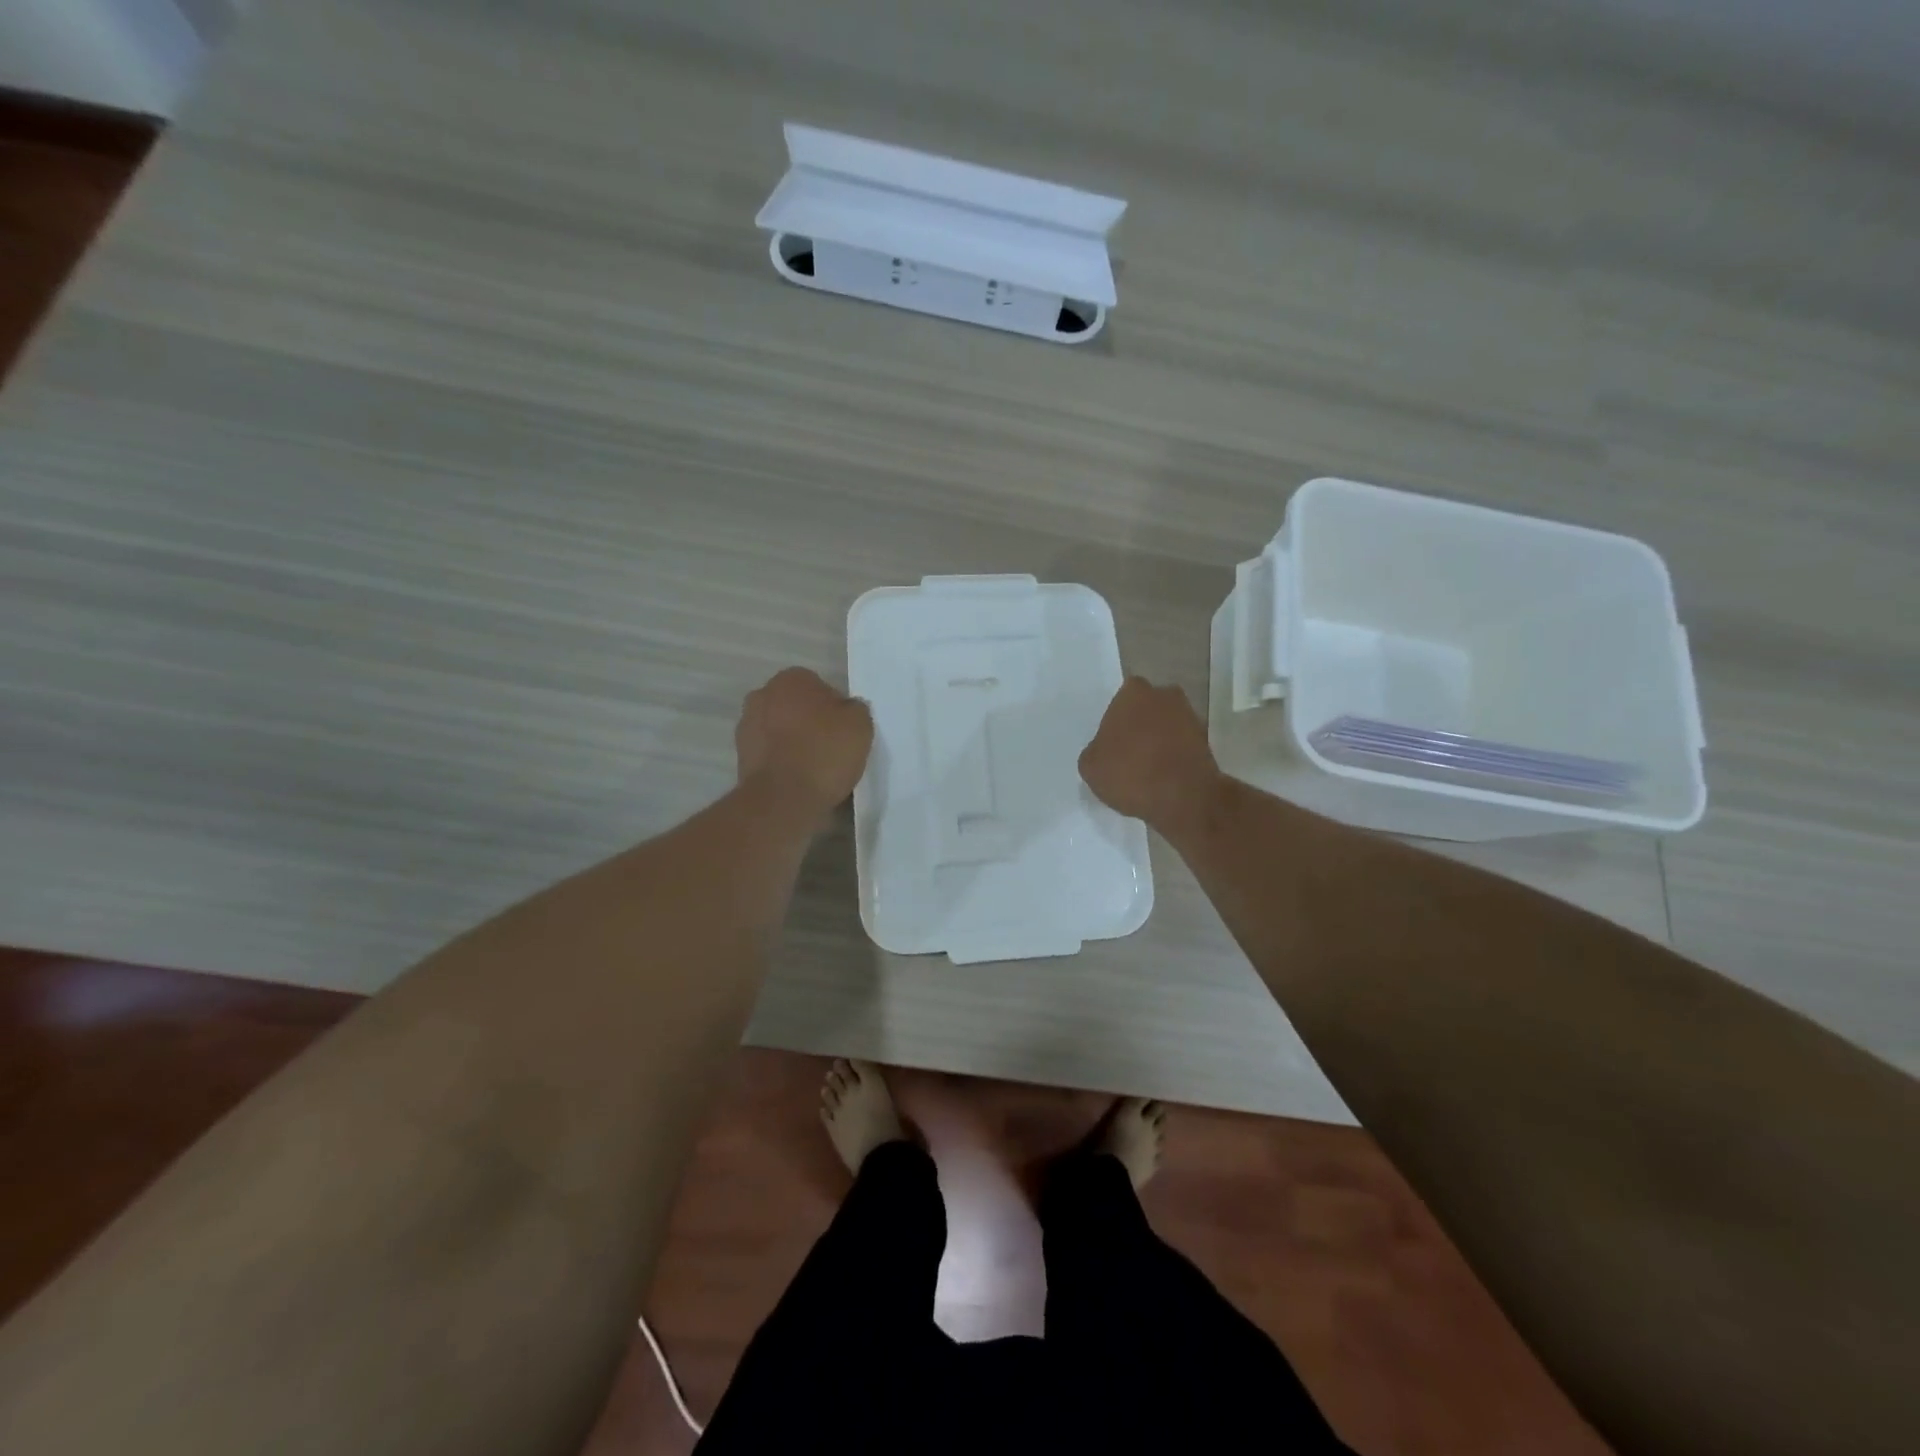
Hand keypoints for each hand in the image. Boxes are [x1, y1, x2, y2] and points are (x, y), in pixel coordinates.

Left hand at [736, 668, 873, 825]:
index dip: (836, 709)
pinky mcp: (741, 758)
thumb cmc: (824, 752)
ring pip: (781, 731)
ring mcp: (746, 727)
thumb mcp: (860, 723)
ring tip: (818, 769)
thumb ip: (855, 709)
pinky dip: (784, 763)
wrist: (783, 799)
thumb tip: (846, 711)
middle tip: (833, 748)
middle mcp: (762, 695)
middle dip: (811, 723)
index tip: (845, 731)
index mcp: (790, 679)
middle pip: (796, 708)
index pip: (820, 687)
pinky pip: (772, 755)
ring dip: (795, 744)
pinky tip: (801, 781)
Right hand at [1079, 676, 1222, 836]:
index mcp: (1133, 692)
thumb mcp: (1090, 767)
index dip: (1115, 722)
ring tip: (1146, 771)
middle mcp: (1165, 695)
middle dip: (1139, 727)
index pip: (1120, 700)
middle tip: (1128, 755)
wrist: (1185, 798)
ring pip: (1166, 726)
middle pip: (1146, 710)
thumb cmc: (1130, 773)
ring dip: (1158, 742)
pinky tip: (1163, 779)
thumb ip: (1095, 750)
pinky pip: (1181, 746)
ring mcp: (1190, 717)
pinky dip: (1174, 757)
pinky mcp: (1207, 741)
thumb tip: (1104, 751)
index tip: (1111, 744)